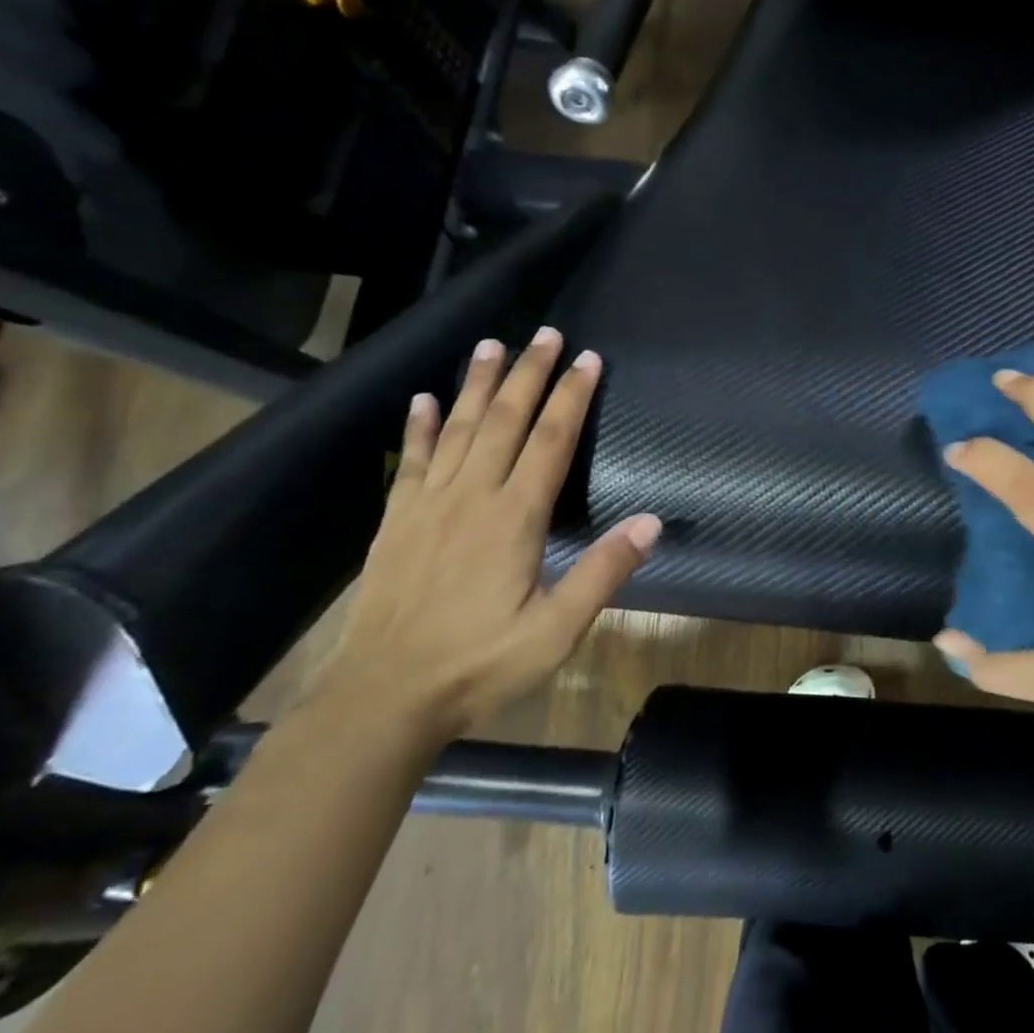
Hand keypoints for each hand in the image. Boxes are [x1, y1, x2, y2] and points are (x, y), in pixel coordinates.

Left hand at [319, 328, 659, 740]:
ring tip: (491, 345)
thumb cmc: (479, 665)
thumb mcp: (556, 630)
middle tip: (546, 334)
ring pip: (458, 429)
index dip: (572, 396)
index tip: (589, 359)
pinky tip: (423, 399)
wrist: (382, 699)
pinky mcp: (397, 522)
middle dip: (529, 374)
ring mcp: (428, 506)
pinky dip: (419, 426)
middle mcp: (471, 497)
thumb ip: (603, 572)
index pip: (550, 441)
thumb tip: (651, 521)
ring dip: (478, 384)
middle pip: (504, 420)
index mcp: (514, 518)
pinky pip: (411, 461)